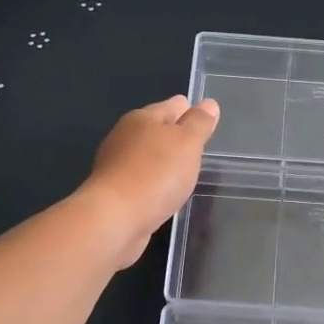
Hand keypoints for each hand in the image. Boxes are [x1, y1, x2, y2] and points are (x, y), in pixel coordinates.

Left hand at [80, 95, 219, 265]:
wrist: (114, 219)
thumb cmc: (156, 174)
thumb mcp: (187, 143)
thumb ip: (199, 123)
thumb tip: (209, 104)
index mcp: (142, 118)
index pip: (172, 106)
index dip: (190, 110)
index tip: (205, 118)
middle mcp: (125, 137)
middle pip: (156, 130)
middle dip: (175, 135)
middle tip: (197, 145)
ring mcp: (116, 165)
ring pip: (148, 156)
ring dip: (164, 161)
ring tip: (185, 170)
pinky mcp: (114, 193)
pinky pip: (141, 180)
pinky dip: (154, 182)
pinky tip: (165, 193)